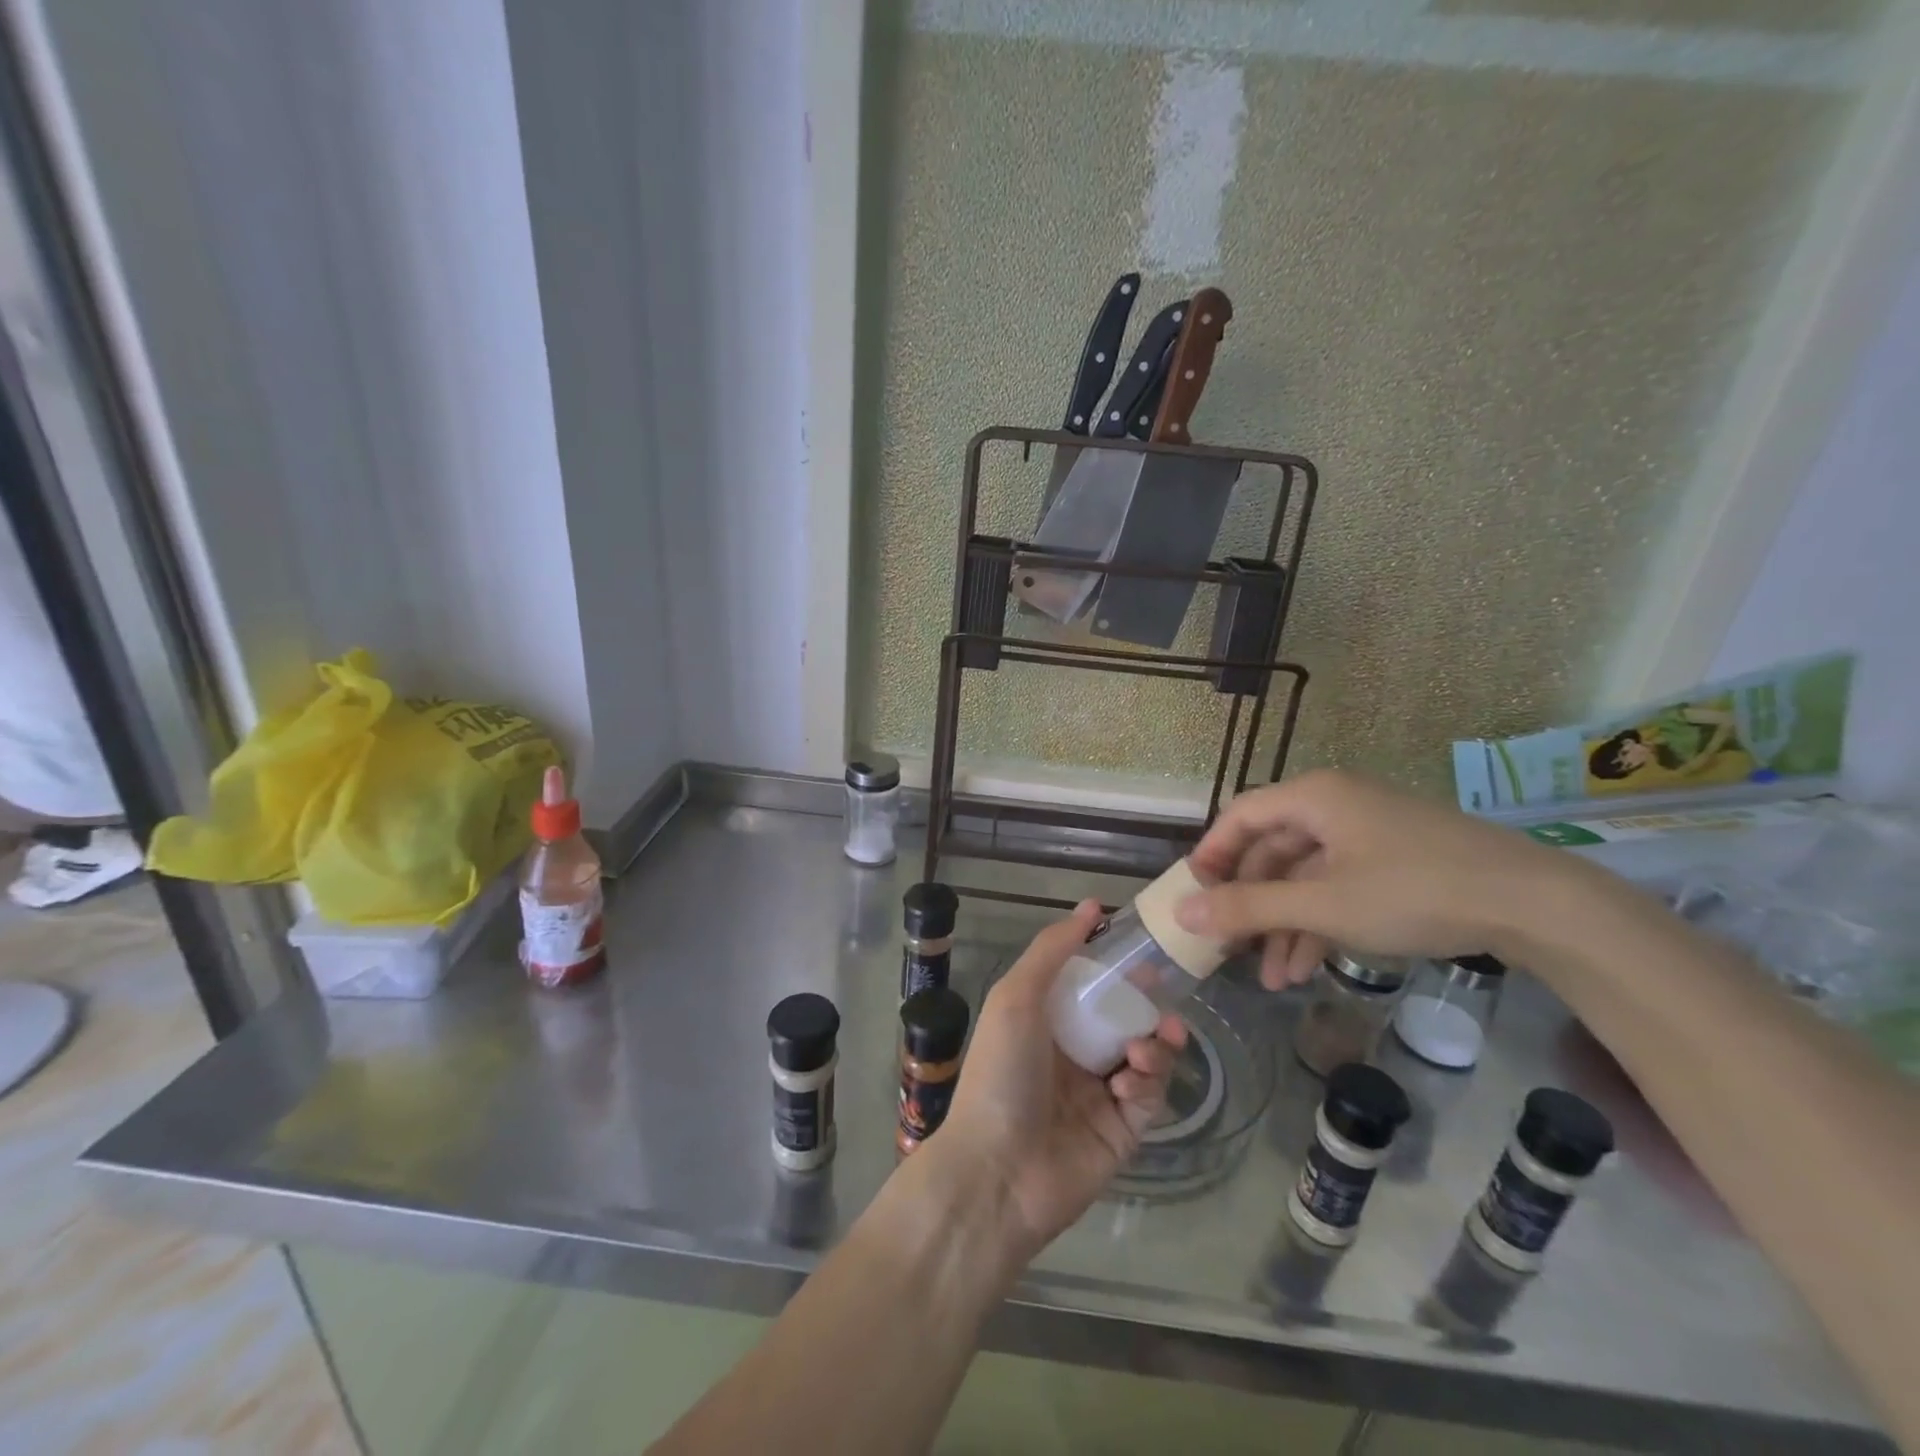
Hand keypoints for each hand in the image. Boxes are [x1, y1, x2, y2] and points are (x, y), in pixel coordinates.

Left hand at [933, 900, 1186, 1262]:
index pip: (1089, 984)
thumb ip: (1052, 950)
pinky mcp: (1122, 1131)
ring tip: (1151, 1043)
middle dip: (1146, 1005)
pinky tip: (1130, 1082)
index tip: (1142, 949)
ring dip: (1154, 1043)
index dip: (1116, 967)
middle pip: (1123, 1017)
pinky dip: (1148, 1082)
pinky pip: (1150, 1097)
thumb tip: (1090, 906)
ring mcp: (1099, 1093)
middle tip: (1162, 998)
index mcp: (1045, 1021)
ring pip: (1145, 1054)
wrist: (998, 1171)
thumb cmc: (1002, 1072)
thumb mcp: (1017, 997)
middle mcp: (1073, 1053)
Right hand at [1176, 769, 1574, 988]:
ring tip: (1273, 979)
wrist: (1534, 905)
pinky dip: (1318, 923)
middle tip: (1230, 947)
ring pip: (1304, 876)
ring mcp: (1366, 833)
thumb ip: (1249, 907)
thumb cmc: (1413, 891)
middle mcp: (1334, 805)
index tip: (1193, 897)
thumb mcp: (1322, 905)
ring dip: (1284, 925)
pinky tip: (1309, 967)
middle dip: (1251, 905)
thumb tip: (1182, 911)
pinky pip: (1337, 886)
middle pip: (1271, 850)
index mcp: (1313, 797)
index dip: (1211, 855)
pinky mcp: (1393, 861)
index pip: (1240, 816)